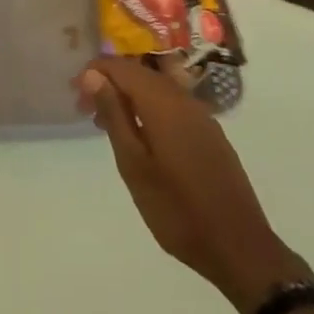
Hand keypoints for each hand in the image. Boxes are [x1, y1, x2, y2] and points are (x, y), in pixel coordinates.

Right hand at [78, 57, 307, 313]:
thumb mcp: (134, 165)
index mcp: (162, 102)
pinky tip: (140, 138)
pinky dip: (149, 111)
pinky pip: (172, 106)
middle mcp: (183, 99)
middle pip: (140, 73)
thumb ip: (114, 115)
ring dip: (129, 98)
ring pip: (157, 89)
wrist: (239, 246)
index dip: (95, 71)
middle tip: (85, 110)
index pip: (122, 67)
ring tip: (107, 125)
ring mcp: (201, 116)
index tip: (74, 92)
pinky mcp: (210, 134)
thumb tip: (93, 75)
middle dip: (110, 83)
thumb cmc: (177, 209)